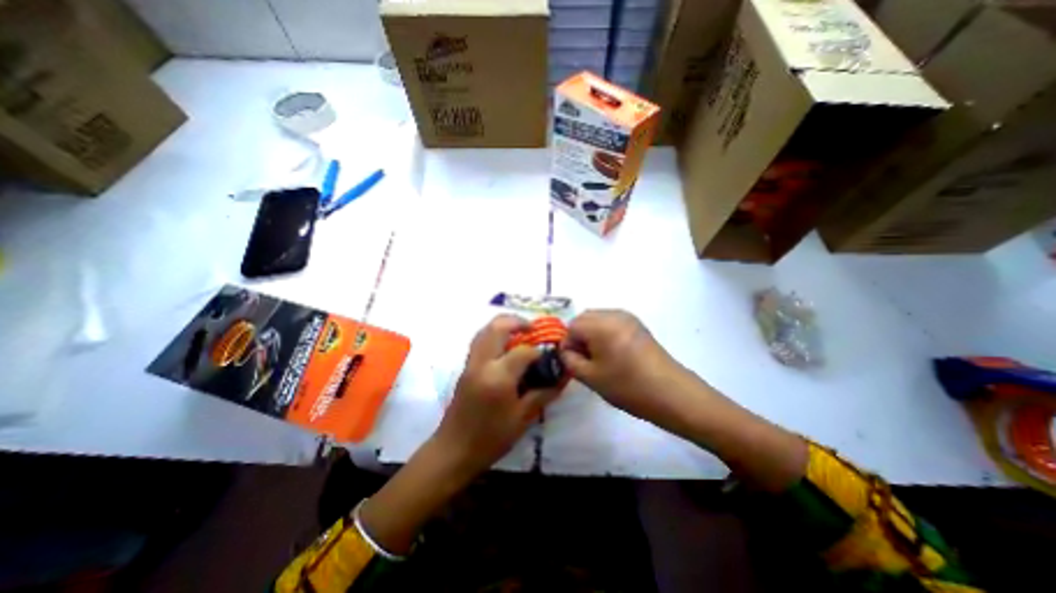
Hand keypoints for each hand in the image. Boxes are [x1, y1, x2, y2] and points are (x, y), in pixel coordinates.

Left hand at [428, 315, 559, 477]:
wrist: (453, 451)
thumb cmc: (491, 438)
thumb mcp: (523, 418)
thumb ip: (544, 393)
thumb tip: (563, 376)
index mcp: (498, 377)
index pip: (523, 351)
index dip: (538, 352)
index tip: (548, 357)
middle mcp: (482, 363)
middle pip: (497, 327)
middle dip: (517, 322)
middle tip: (532, 328)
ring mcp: (470, 363)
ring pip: (485, 330)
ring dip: (503, 324)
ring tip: (520, 332)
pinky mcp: (465, 367)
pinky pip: (479, 340)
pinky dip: (493, 334)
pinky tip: (505, 346)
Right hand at [561, 308, 683, 419]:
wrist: (671, 393)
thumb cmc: (628, 386)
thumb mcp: (591, 377)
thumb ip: (570, 361)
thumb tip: (565, 351)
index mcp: (600, 325)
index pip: (571, 327)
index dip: (567, 345)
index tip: (572, 363)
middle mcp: (613, 314)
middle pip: (584, 319)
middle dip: (578, 337)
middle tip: (583, 360)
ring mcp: (627, 317)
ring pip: (597, 319)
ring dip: (591, 334)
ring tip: (598, 358)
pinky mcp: (637, 324)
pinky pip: (611, 322)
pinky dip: (604, 333)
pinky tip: (612, 353)